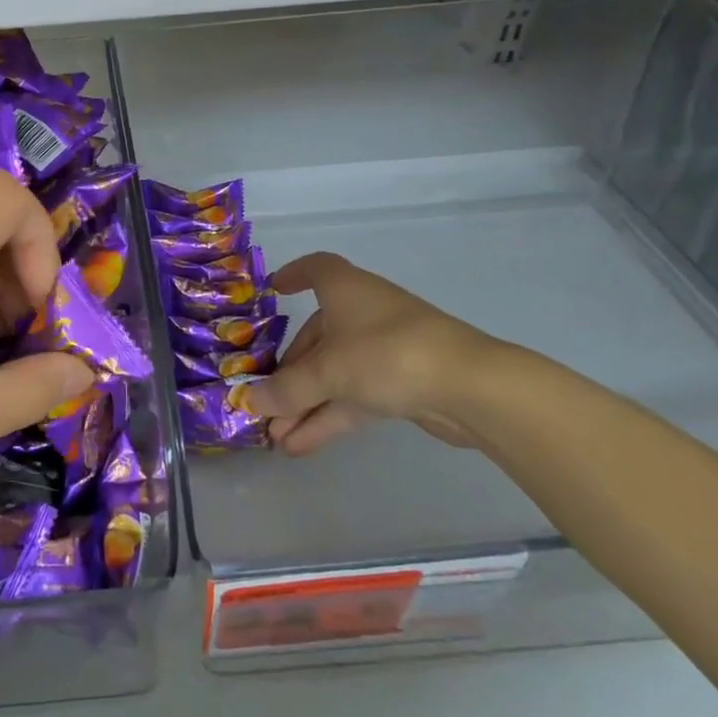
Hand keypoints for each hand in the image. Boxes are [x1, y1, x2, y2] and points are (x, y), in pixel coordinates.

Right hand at [248, 252, 503, 455]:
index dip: (294, 275)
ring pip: (334, 373)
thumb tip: (247, 400)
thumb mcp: (327, 372)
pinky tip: (301, 446)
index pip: (316, 270)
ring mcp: (385, 349)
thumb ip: (286, 390)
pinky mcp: (402, 383)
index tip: (274, 290)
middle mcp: (363, 313)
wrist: (470, 387)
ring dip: (304, 403)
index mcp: (345, 290)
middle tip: (264, 402)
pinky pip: (353, 396)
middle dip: (289, 373)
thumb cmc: (386, 354)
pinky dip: (328, 417)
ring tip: (275, 437)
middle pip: (318, 336)